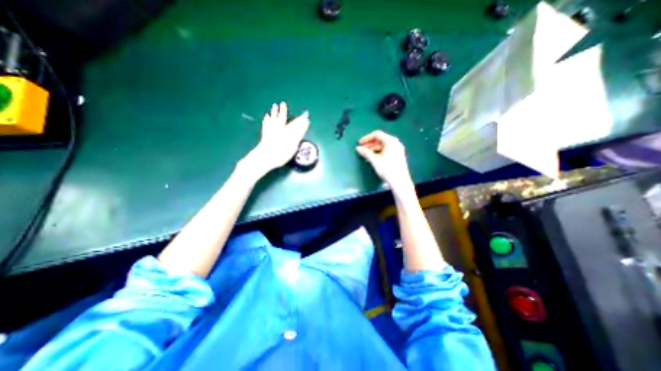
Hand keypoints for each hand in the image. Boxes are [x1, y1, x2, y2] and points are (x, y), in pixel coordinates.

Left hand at [243, 101, 310, 174]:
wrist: (265, 156)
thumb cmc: (280, 155)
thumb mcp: (292, 148)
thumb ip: (297, 138)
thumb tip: (300, 131)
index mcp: (288, 133)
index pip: (297, 126)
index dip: (302, 121)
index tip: (306, 117)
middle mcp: (280, 129)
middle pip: (283, 118)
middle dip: (285, 111)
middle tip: (285, 104)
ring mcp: (272, 130)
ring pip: (274, 118)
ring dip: (275, 112)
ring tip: (275, 105)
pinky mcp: (265, 133)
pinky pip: (266, 124)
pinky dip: (267, 119)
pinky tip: (266, 116)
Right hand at [360, 130, 410, 190]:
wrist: (400, 181)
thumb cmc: (387, 169)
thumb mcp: (374, 160)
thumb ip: (366, 152)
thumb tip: (358, 148)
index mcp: (390, 141)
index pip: (377, 134)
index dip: (367, 138)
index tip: (360, 143)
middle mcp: (395, 143)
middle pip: (380, 139)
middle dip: (370, 144)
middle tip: (362, 150)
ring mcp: (398, 150)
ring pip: (383, 146)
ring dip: (373, 149)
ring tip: (366, 156)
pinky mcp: (398, 156)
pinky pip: (387, 150)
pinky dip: (379, 153)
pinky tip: (374, 159)